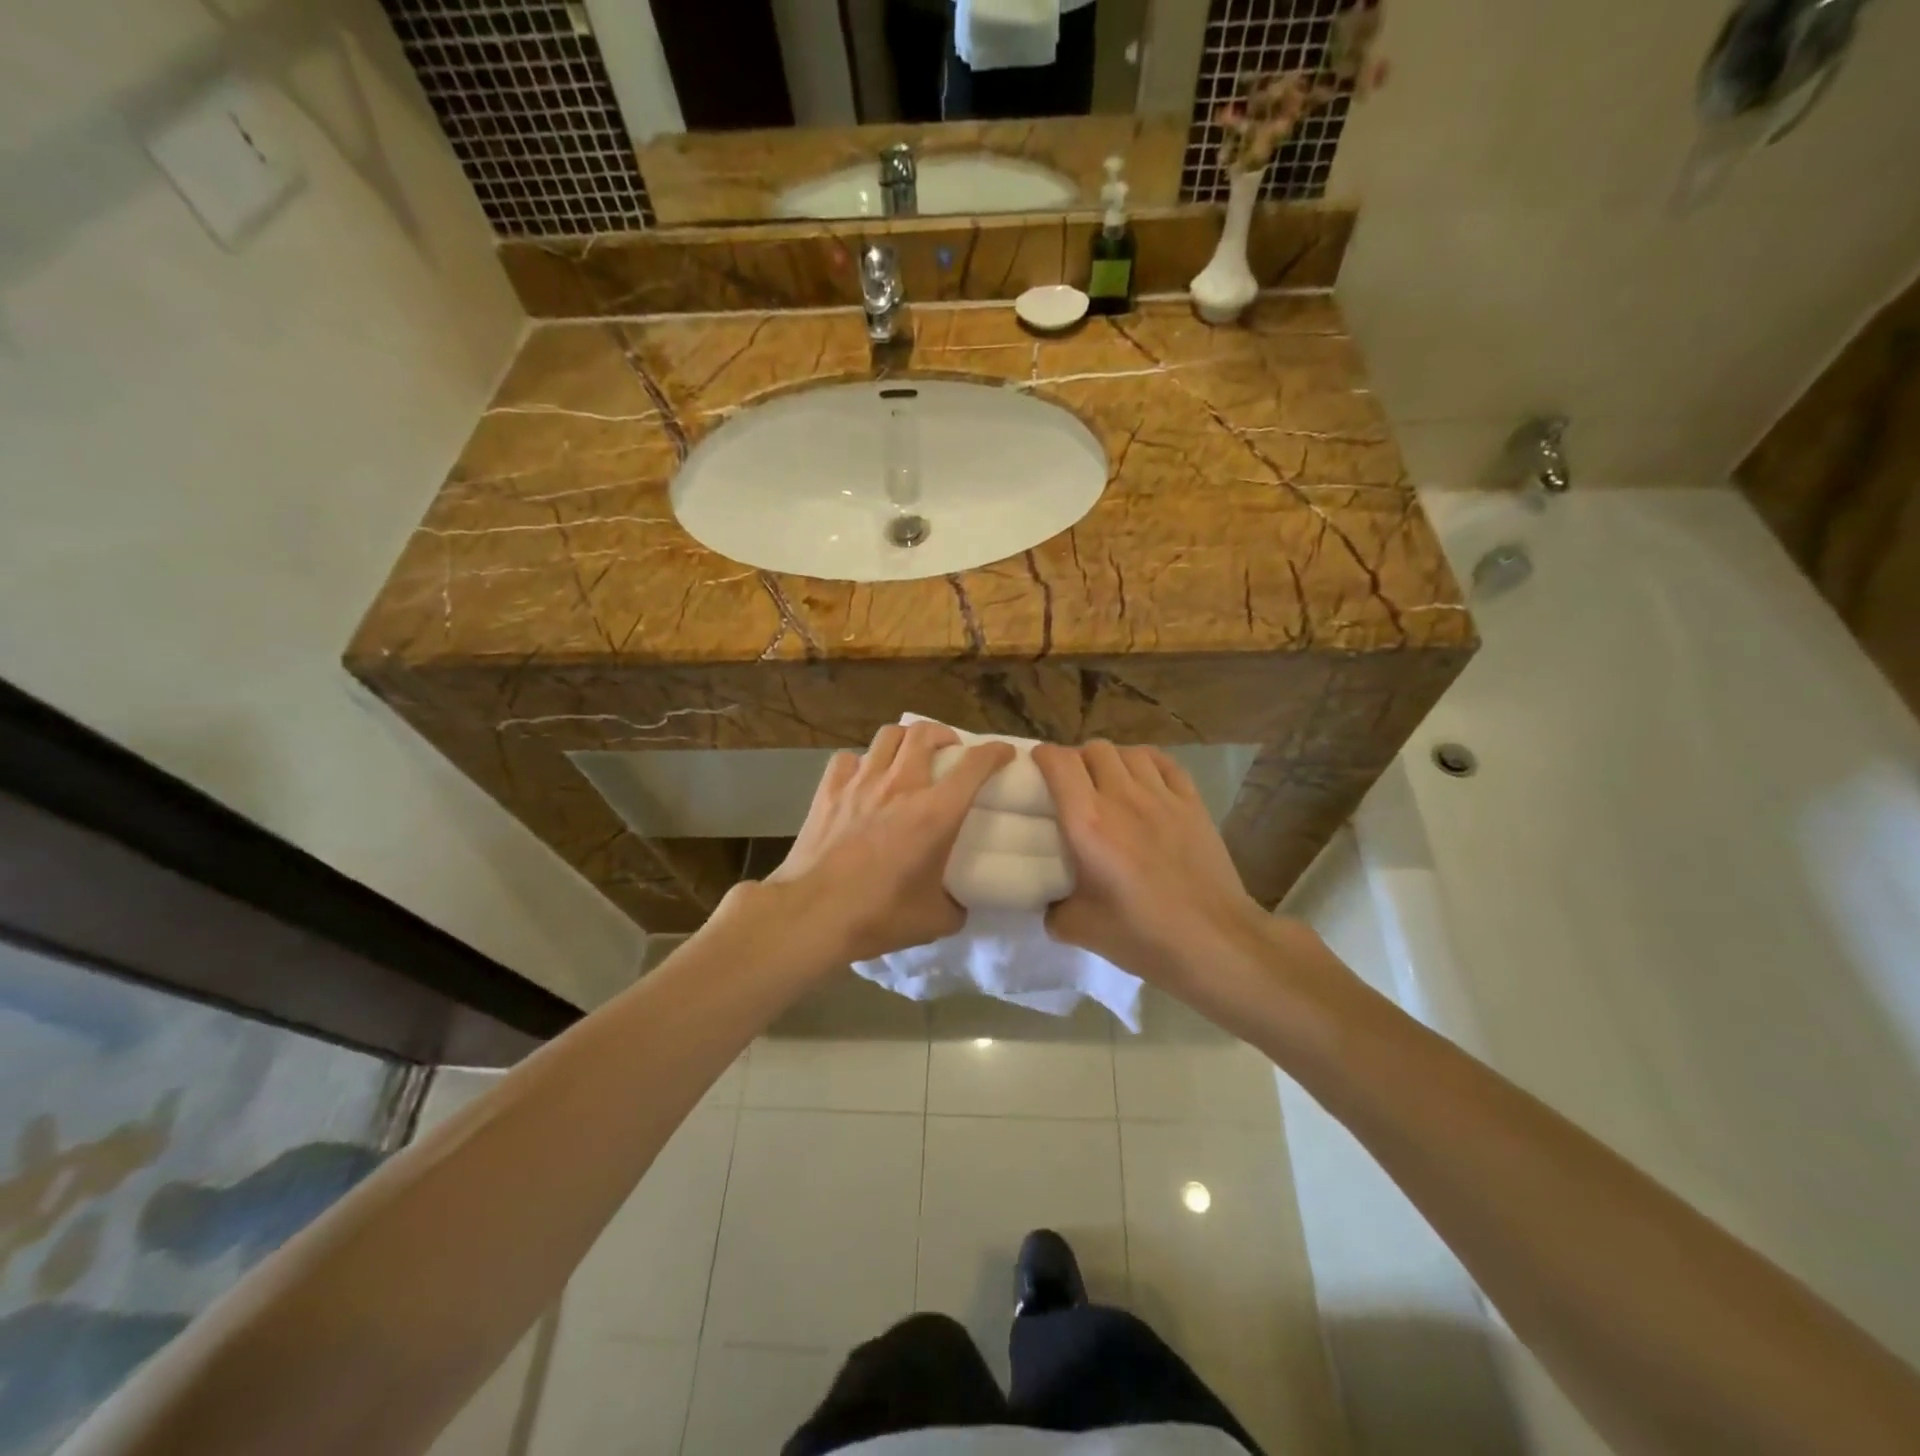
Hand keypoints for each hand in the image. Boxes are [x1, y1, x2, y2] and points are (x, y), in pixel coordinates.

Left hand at [764, 722, 1014, 962]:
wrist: (812, 913)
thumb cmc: (878, 915)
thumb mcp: (934, 920)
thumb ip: (955, 906)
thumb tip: (958, 902)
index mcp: (935, 812)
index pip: (975, 765)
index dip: (995, 752)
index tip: (1004, 753)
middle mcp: (901, 785)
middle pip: (925, 733)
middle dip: (944, 734)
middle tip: (950, 750)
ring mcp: (861, 782)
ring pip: (888, 736)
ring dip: (905, 740)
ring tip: (908, 756)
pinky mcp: (828, 790)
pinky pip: (848, 759)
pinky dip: (860, 762)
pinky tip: (861, 779)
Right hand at [1032, 741, 1279, 1011]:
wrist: (1216, 942)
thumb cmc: (1144, 936)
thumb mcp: (1080, 930)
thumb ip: (1055, 909)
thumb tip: (1051, 902)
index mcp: (1088, 823)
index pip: (1059, 763)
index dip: (1043, 756)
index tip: (1036, 767)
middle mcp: (1122, 797)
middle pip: (1094, 749)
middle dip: (1076, 759)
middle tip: (1071, 783)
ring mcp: (1162, 796)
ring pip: (1128, 752)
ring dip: (1111, 760)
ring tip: (1107, 781)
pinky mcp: (1193, 803)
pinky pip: (1164, 763)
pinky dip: (1146, 763)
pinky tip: (1143, 779)